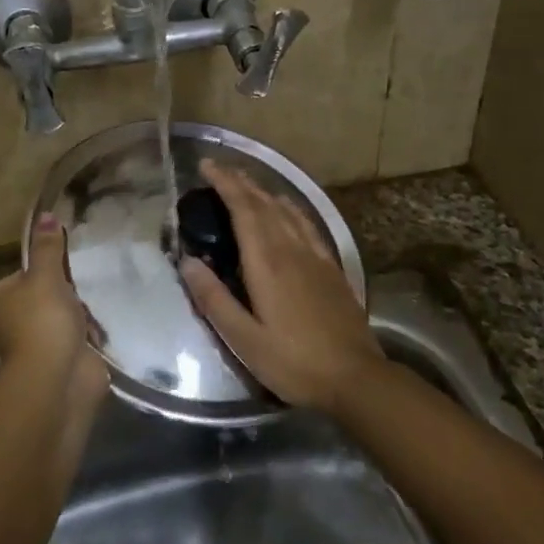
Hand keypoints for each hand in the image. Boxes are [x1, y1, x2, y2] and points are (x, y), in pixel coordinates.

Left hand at [0, 215, 108, 405]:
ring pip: (64, 318)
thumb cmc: (43, 320)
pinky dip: (93, 333)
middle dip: (67, 291)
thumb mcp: (46, 275)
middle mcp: (13, 324)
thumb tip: (45, 214)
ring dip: (82, 312)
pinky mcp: (63, 361)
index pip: (23, 275)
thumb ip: (48, 247)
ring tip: (104, 293)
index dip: (46, 267)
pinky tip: (109, 320)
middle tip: (92, 275)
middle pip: (45, 297)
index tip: (70, 260)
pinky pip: (80, 339)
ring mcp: (39, 345)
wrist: (59, 378)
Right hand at [180, 162, 382, 413]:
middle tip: (218, 168)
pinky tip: (287, 207)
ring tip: (245, 181)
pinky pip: (307, 224)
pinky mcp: (331, 268)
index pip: (243, 210)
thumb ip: (214, 299)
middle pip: (263, 204)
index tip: (206, 166)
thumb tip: (187, 261)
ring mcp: (315, 256)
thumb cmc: (294, 362)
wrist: (356, 378)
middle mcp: (291, 249)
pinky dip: (291, 208)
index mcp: (267, 263)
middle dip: (240, 181)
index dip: (225, 184)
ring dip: (263, 191)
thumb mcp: (244, 339)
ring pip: (286, 210)